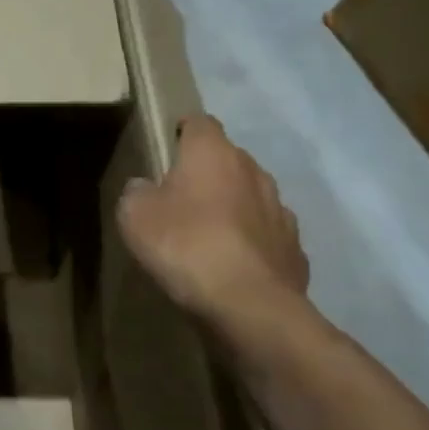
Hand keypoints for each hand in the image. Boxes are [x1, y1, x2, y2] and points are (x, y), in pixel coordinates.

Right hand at [117, 114, 308, 326]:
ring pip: (251, 196)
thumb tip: (146, 187)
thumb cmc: (185, 246)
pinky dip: (251, 242)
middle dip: (207, 173)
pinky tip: (233, 265)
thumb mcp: (134, 215)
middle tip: (179, 198)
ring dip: (232, 207)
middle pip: (227, 159)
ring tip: (208, 235)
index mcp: (213, 153)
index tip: (166, 148)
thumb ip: (137, 191)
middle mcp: (253, 171)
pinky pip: (266, 235)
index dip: (182, 131)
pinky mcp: (294, 248)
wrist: (249, 307)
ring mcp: (280, 210)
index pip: (200, 123)